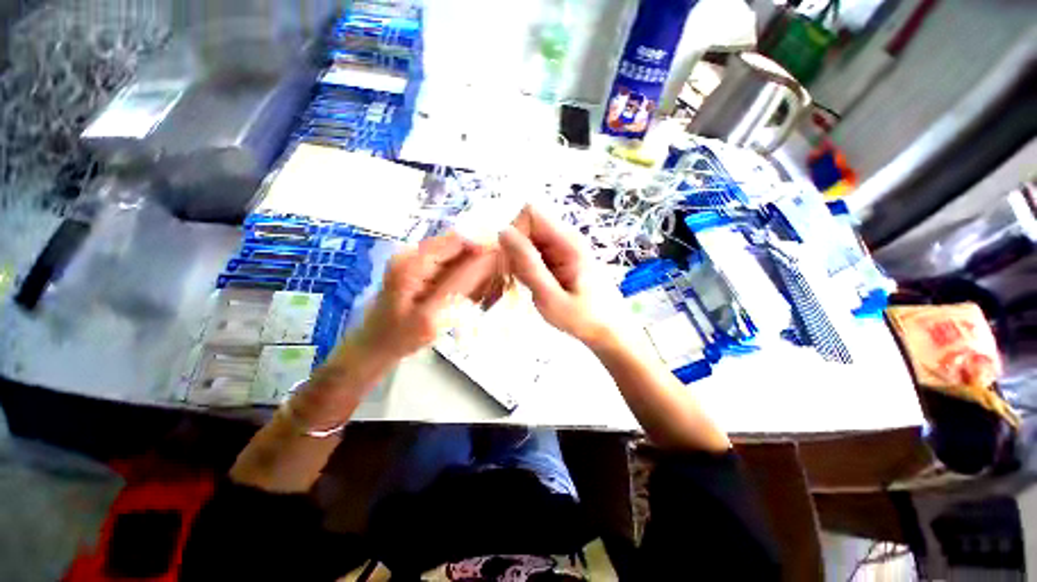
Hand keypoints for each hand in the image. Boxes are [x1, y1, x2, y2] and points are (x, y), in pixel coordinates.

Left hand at [355, 232, 494, 362]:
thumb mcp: (433, 314)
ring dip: (476, 272)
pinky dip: (467, 280)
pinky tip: (472, 296)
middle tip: (496, 286)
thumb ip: (461, 284)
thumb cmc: (400, 336)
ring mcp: (418, 263)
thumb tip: (491, 256)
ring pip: (458, 257)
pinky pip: (453, 268)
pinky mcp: (423, 272)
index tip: (503, 265)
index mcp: (413, 261)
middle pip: (459, 246)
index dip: (483, 247)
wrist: (375, 347)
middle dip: (481, 262)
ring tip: (485, 294)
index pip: (457, 239)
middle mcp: (415, 254)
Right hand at [499, 206, 615, 346]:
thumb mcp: (550, 297)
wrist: (609, 330)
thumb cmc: (583, 318)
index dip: (515, 233)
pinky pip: (534, 252)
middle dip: (515, 249)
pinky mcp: (560, 257)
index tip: (512, 263)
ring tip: (529, 285)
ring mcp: (563, 247)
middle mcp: (565, 237)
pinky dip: (527, 266)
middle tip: (520, 279)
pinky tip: (535, 285)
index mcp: (567, 242)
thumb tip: (504, 232)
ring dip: (520, 260)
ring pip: (528, 240)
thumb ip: (528, 265)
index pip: (530, 213)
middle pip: (527, 226)